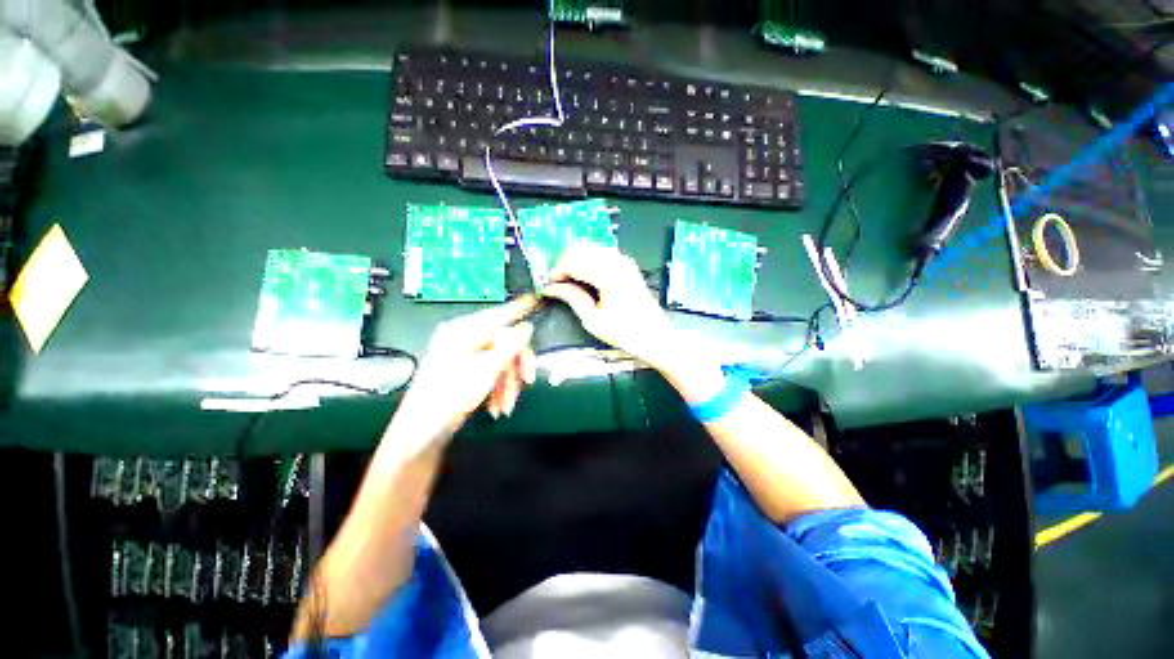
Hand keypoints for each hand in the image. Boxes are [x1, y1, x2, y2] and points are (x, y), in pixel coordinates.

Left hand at [388, 296, 538, 448]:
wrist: (420, 436)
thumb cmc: (449, 399)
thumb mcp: (485, 371)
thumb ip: (509, 346)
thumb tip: (527, 327)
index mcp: (462, 332)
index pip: (498, 315)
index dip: (518, 309)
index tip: (536, 300)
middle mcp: (463, 339)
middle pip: (503, 343)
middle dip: (516, 366)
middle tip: (527, 381)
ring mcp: (464, 356)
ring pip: (500, 361)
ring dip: (508, 383)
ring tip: (506, 406)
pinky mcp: (465, 372)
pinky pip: (491, 373)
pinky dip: (498, 389)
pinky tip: (497, 406)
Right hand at [542, 244, 677, 369]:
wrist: (655, 337)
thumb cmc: (626, 333)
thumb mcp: (593, 321)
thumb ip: (572, 299)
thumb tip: (552, 288)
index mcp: (608, 275)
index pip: (574, 261)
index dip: (557, 271)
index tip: (548, 284)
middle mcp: (617, 262)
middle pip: (581, 250)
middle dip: (565, 264)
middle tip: (556, 283)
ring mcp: (625, 262)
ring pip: (591, 249)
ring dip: (576, 261)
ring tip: (569, 282)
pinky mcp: (628, 266)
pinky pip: (603, 254)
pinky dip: (589, 261)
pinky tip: (585, 277)